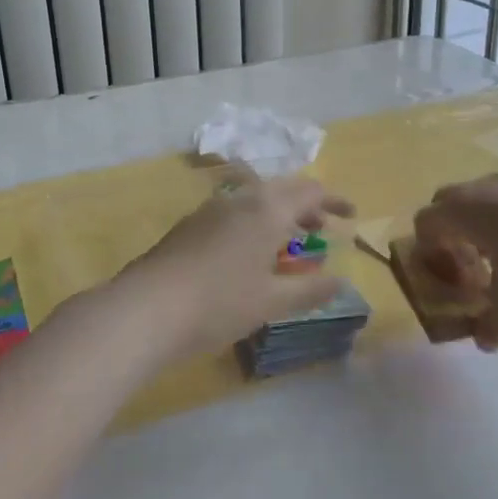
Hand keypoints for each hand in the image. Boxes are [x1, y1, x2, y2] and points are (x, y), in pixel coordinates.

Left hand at [124, 176, 354, 356]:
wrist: (146, 308)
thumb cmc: (219, 303)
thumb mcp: (272, 302)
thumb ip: (309, 290)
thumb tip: (339, 281)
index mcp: (267, 210)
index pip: (310, 191)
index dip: (334, 200)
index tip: (351, 214)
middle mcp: (240, 200)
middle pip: (281, 190)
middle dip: (306, 205)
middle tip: (322, 226)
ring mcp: (210, 210)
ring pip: (254, 200)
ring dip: (277, 214)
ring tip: (287, 242)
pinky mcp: (189, 226)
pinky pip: (233, 213)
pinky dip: (253, 223)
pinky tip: (248, 253)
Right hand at [413, 176, 497, 349]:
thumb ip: (493, 324)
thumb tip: (484, 344)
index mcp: (461, 211)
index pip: (425, 224)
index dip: (428, 253)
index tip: (451, 279)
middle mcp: (479, 190)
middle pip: (446, 205)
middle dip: (449, 236)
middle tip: (469, 267)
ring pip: (479, 201)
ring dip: (480, 228)